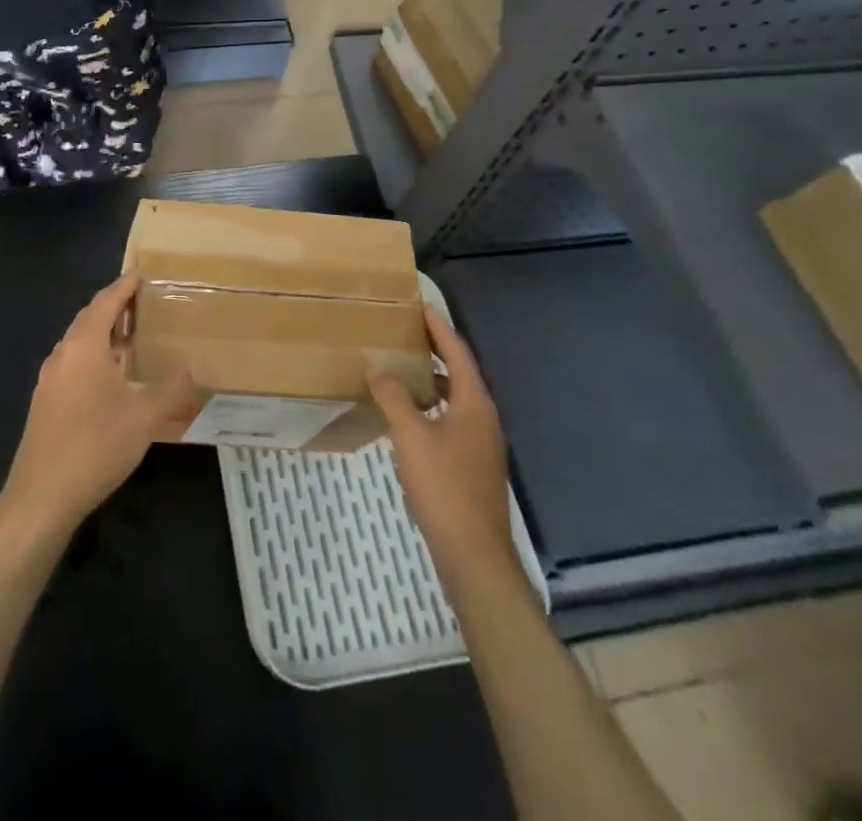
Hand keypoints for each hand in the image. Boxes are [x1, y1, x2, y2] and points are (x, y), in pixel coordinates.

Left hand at [0, 275, 200, 536]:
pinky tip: (114, 378)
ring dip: (106, 335)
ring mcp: (50, 379)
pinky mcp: (47, 402)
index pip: (106, 302)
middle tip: (147, 305)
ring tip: (136, 338)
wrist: (42, 496)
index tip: (144, 276)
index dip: (125, 286)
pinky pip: (75, 365)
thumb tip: (199, 367)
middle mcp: (63, 354)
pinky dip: (96, 358)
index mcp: (83, 345)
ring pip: (81, 344)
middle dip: (116, 308)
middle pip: (90, 319)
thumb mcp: (145, 417)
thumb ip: (174, 389)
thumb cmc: (95, 445)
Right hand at [368, 304, 520, 584]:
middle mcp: (483, 418)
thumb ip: (393, 397)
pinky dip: (431, 406)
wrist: (474, 556)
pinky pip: (451, 419)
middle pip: (460, 373)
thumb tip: (379, 367)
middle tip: (406, 330)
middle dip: (435, 349)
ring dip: (432, 379)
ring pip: (455, 398)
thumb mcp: (411, 436)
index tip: (421, 303)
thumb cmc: (444, 488)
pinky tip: (408, 416)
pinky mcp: (471, 465)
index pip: (457, 352)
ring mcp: (480, 444)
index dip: (439, 327)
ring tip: (402, 367)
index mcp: (474, 403)